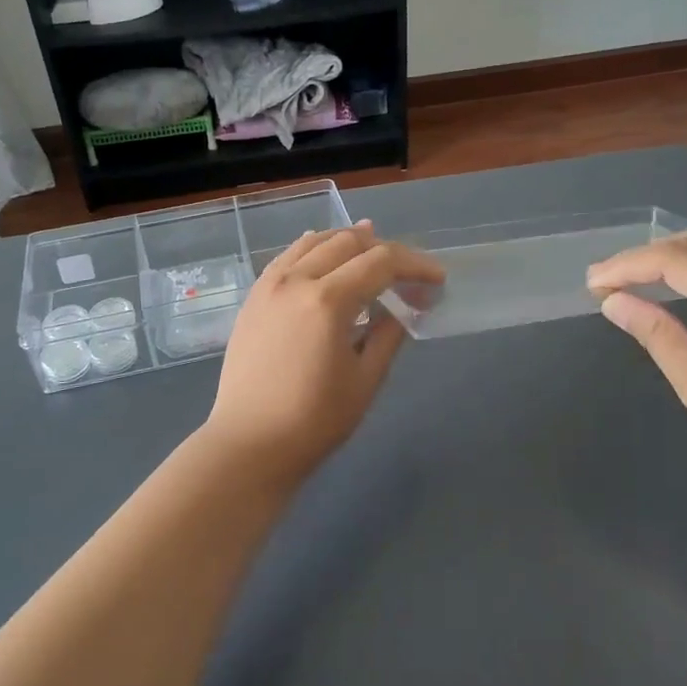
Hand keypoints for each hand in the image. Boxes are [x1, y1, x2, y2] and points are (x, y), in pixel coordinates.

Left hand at [199, 223, 442, 489]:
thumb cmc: (314, 421)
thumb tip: (403, 308)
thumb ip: (389, 335)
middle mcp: (296, 280)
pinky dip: (315, 249)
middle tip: (407, 274)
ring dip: (349, 242)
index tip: (437, 280)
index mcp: (328, 300)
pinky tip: (326, 256)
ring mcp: (270, 284)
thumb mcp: (365, 380)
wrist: (249, 444)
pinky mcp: (255, 296)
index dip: (415, 265)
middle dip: (386, 250)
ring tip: (373, 252)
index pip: (381, 262)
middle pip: (349, 242)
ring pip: (315, 241)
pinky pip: (289, 256)